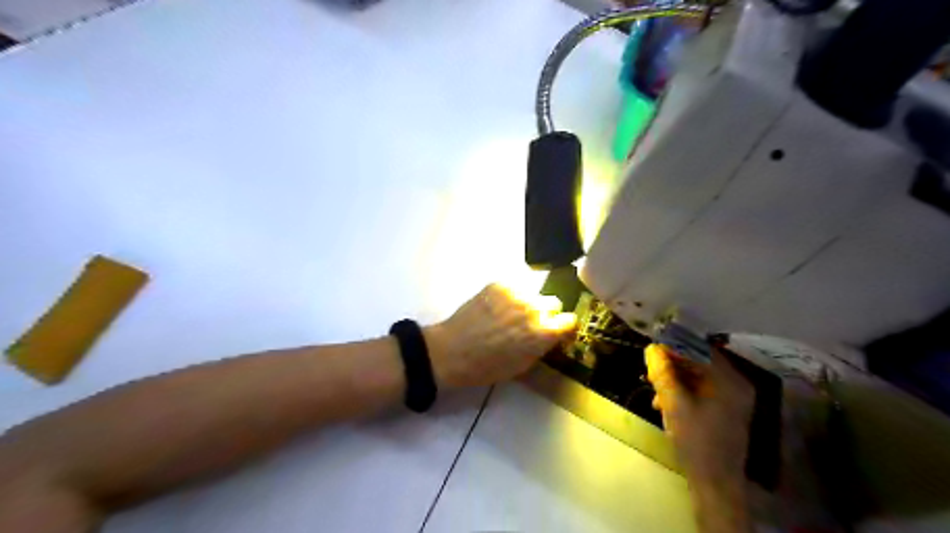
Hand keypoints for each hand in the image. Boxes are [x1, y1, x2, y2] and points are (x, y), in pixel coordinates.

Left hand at [425, 284, 575, 388]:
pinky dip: (509, 297)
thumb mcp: (523, 365)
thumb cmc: (487, 367)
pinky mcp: (499, 284)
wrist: (452, 351)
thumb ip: (542, 346)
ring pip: (533, 294)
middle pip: (553, 302)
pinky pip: (513, 288)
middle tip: (530, 323)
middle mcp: (534, 308)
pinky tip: (495, 308)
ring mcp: (516, 293)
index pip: (570, 320)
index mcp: (543, 332)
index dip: (564, 327)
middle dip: (546, 313)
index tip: (557, 331)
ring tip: (509, 315)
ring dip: (527, 303)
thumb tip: (551, 336)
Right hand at [642, 344, 752, 485]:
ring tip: (654, 390)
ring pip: (697, 378)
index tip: (651, 349)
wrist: (715, 483)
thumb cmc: (696, 440)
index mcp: (729, 381)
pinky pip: (700, 392)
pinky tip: (663, 403)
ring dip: (673, 380)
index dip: (674, 346)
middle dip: (671, 365)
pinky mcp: (724, 412)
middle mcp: (735, 385)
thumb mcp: (674, 403)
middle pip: (699, 363)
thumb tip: (651, 349)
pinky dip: (681, 393)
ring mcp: (731, 400)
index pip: (699, 350)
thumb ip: (662, 373)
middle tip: (649, 371)